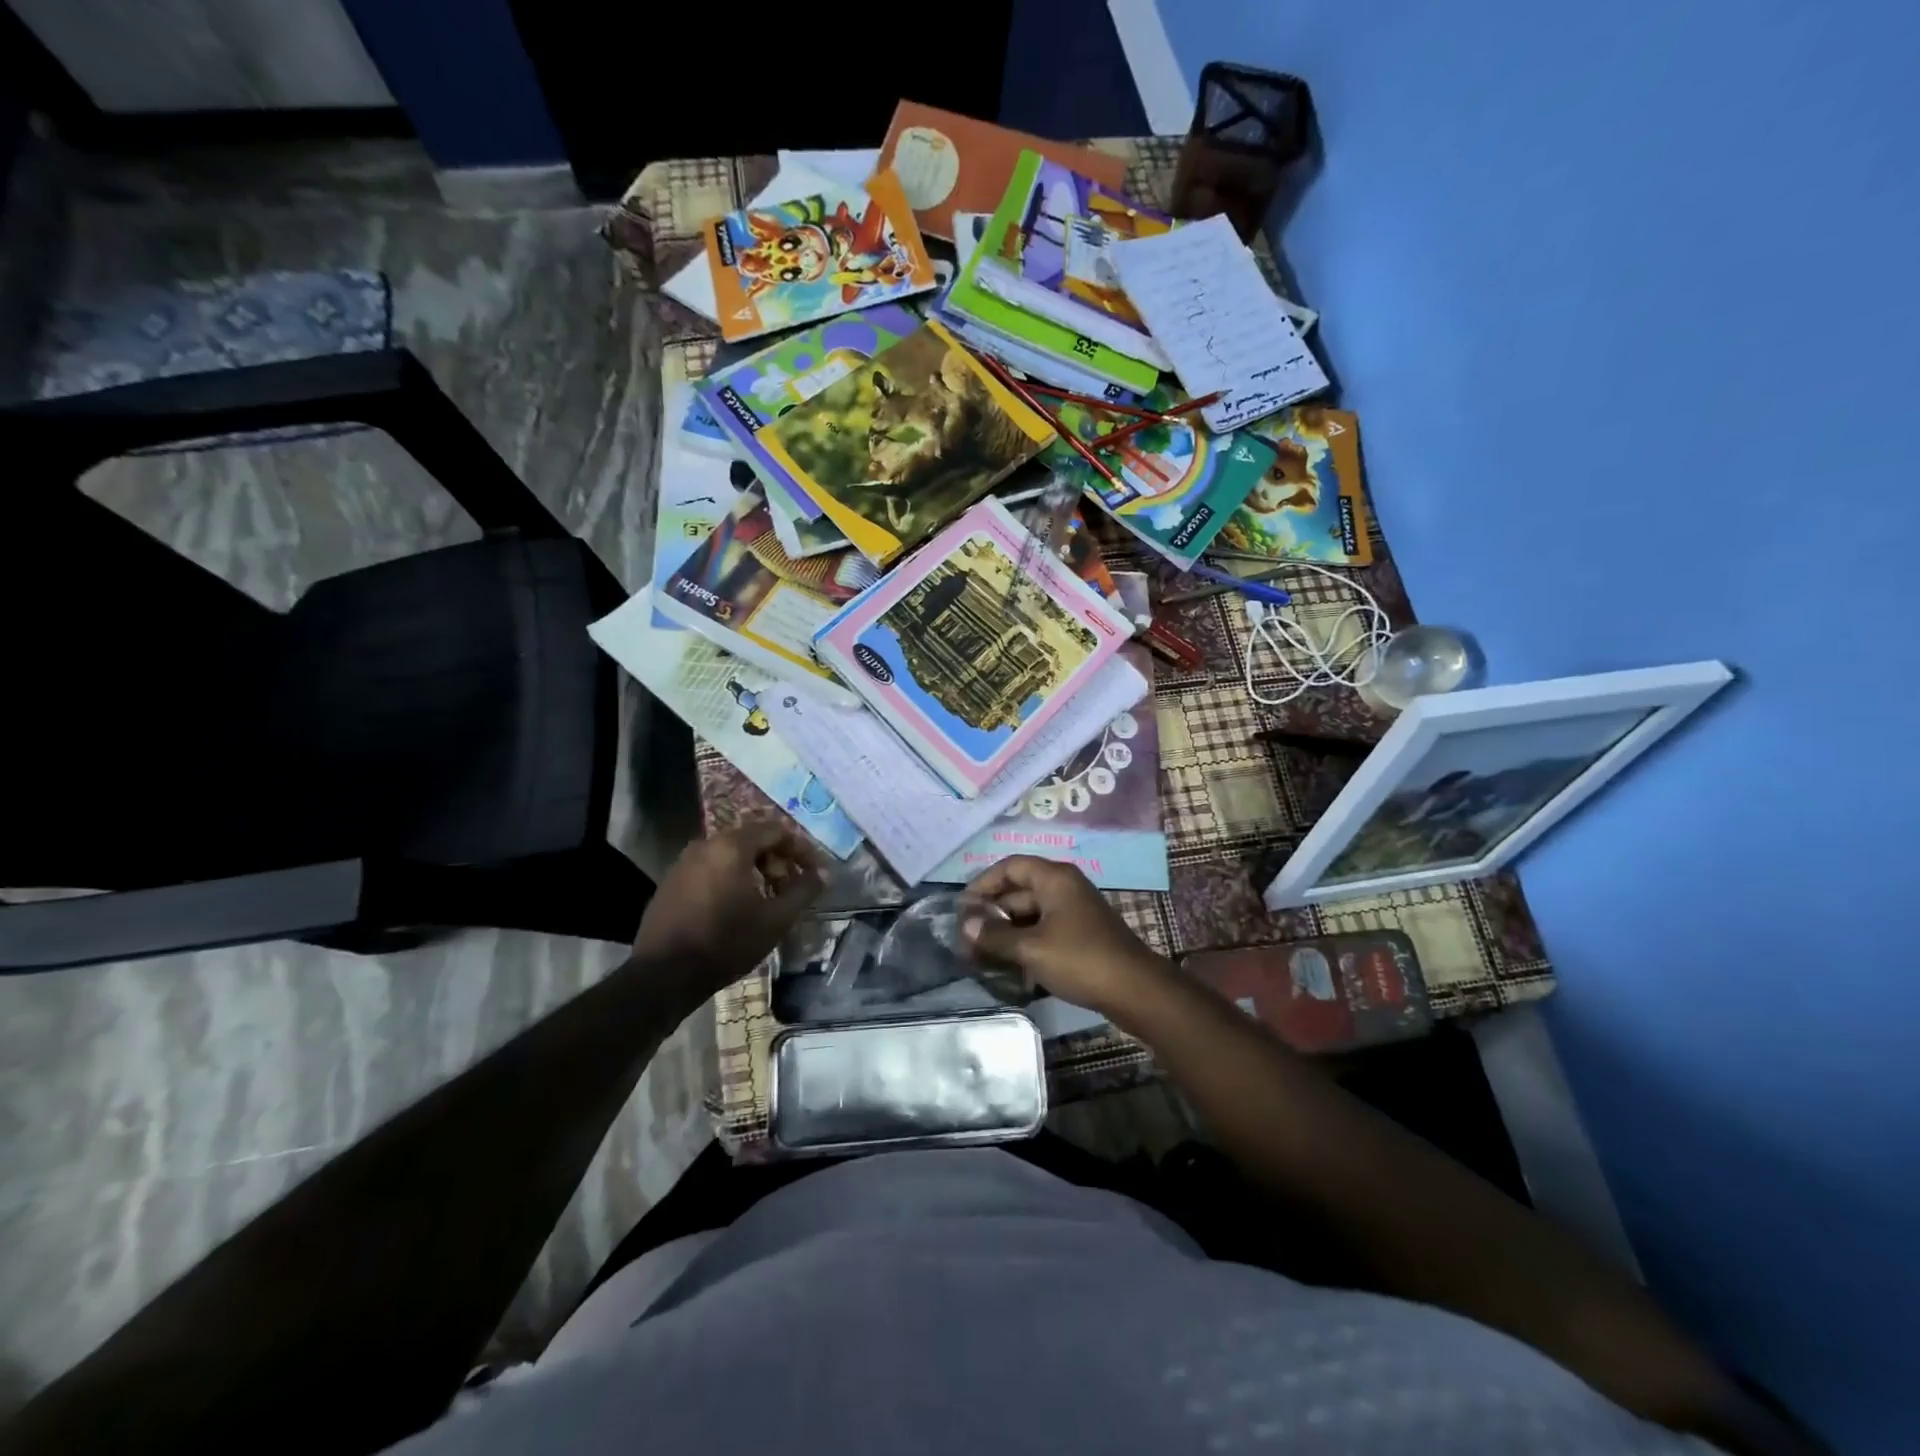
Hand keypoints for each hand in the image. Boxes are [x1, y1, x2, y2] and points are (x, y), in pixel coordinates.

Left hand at [633, 823, 823, 992]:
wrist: (664, 975)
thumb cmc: (727, 942)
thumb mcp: (775, 919)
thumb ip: (803, 891)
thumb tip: (823, 874)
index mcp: (732, 846)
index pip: (776, 830)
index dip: (801, 849)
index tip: (814, 872)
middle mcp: (705, 844)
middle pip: (752, 839)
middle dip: (777, 861)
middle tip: (791, 888)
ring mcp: (683, 862)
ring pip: (730, 855)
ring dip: (754, 870)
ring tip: (768, 900)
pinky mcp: (671, 882)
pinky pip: (710, 869)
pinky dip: (731, 878)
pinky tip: (737, 907)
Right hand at [960, 856, 1171, 1019]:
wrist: (1135, 990)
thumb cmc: (1080, 959)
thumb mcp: (1032, 948)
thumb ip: (996, 936)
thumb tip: (965, 926)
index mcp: (1054, 878)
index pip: (1010, 866)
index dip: (983, 883)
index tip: (962, 907)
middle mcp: (1064, 887)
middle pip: (1019, 890)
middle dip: (992, 912)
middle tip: (966, 937)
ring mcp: (1074, 911)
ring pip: (1030, 913)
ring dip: (1006, 930)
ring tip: (981, 954)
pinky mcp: (1080, 934)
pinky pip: (1044, 930)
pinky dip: (1025, 942)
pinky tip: (1009, 965)